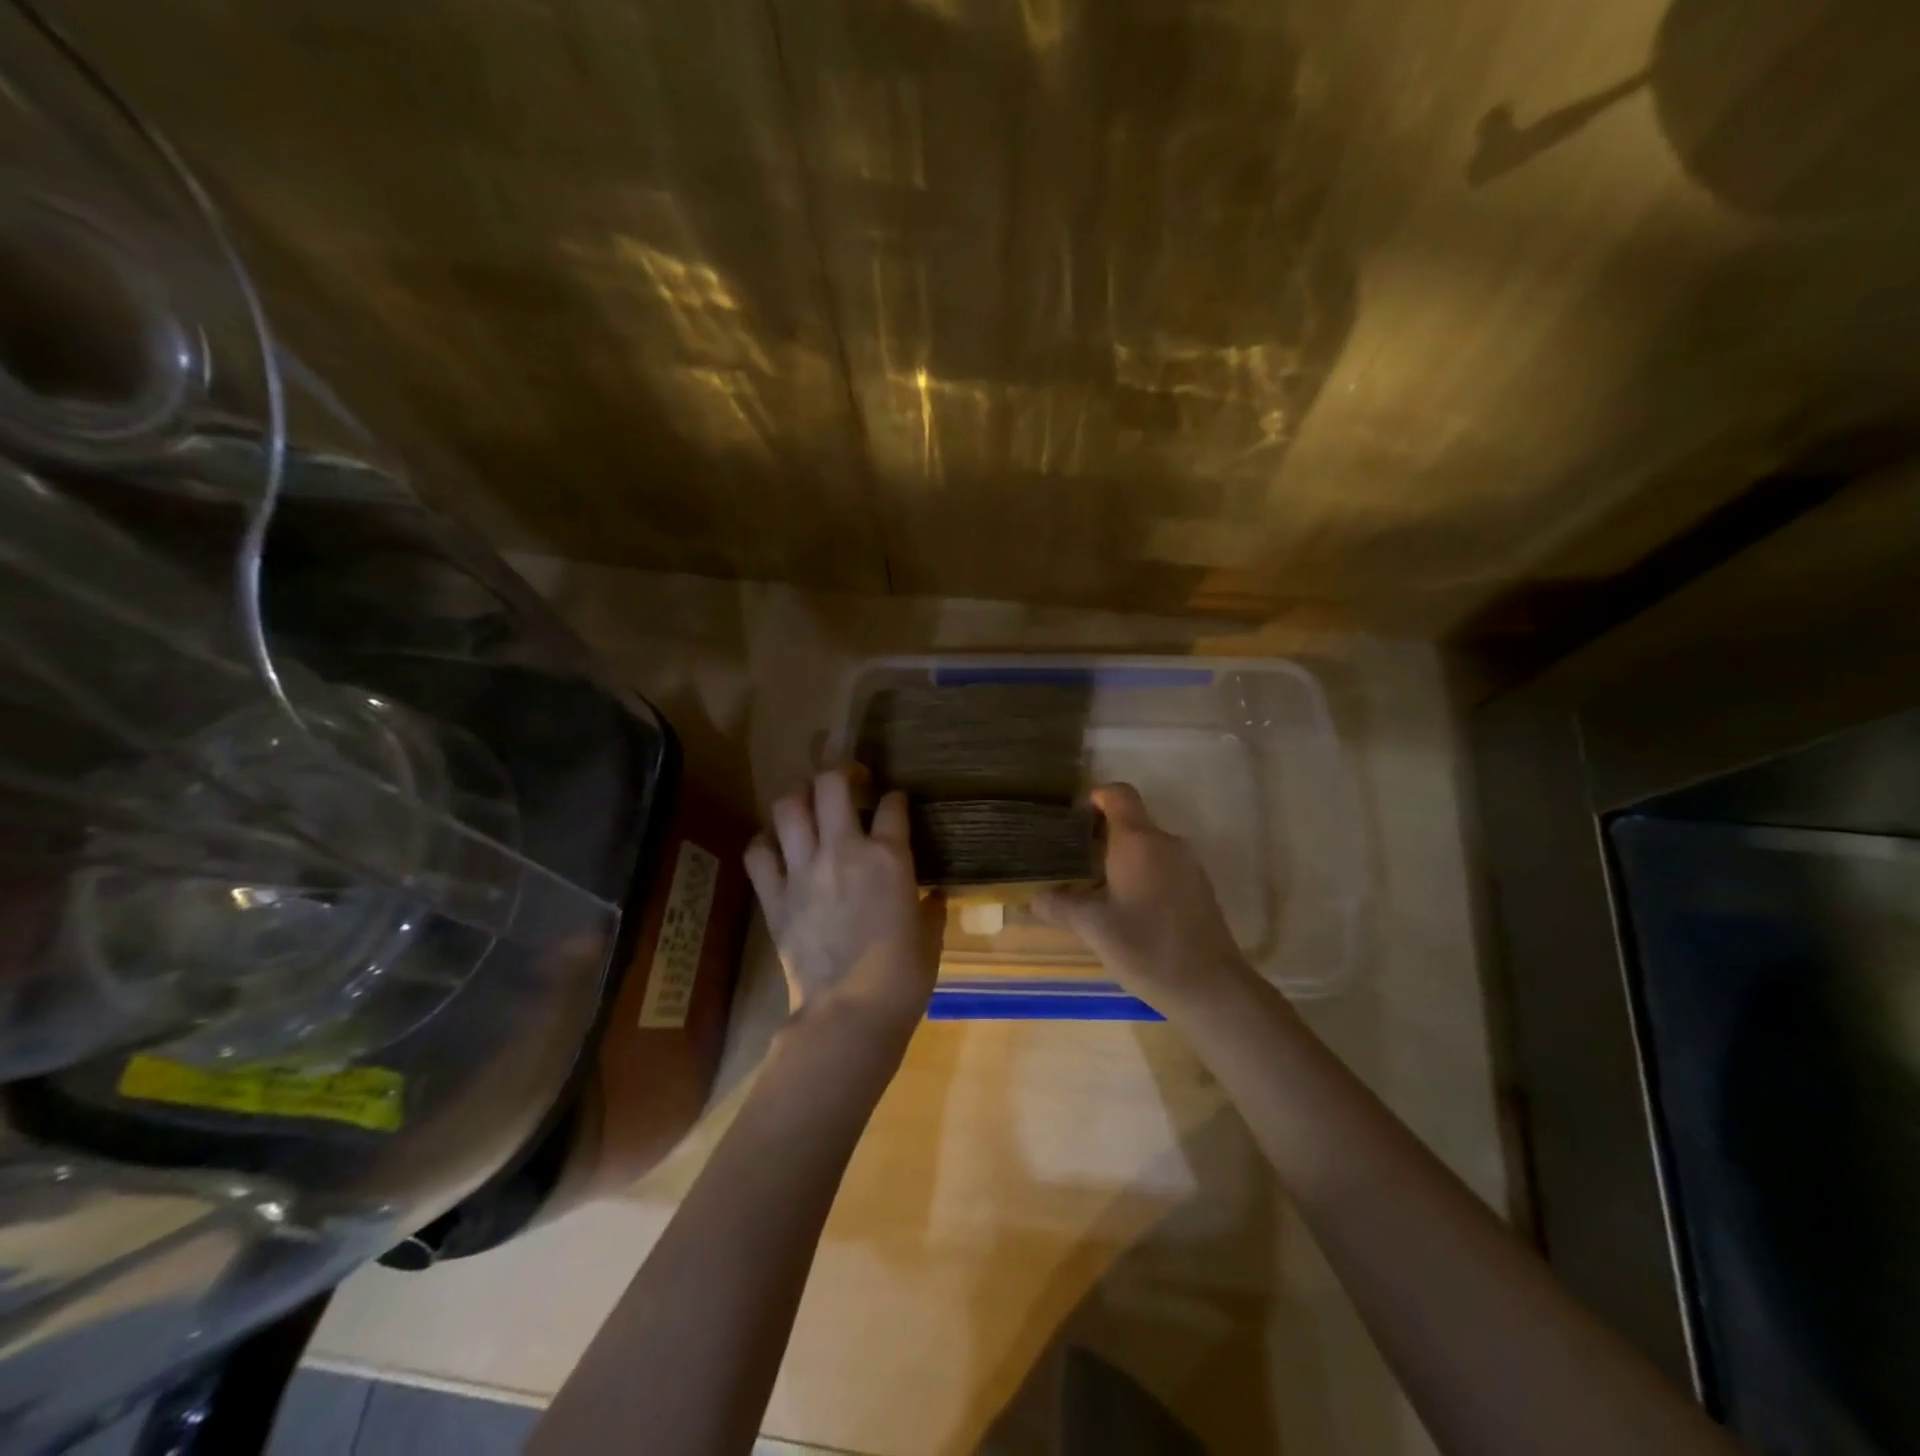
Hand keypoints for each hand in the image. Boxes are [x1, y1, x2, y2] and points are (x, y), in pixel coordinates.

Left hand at [745, 769, 943, 1036]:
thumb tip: (932, 895)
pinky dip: (765, 843)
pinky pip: (758, 853)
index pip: (892, 805)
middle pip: (831, 784)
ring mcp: (803, 871)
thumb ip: (930, 907)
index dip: (895, 797)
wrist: (851, 1014)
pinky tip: (776, 846)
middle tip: (847, 777)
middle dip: (839, 769)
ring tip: (808, 803)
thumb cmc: (903, 977)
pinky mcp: (775, 897)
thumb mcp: (930, 937)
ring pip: (788, 807)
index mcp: (889, 857)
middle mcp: (843, 850)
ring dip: (798, 797)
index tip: (895, 802)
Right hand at [1035, 783, 1255, 1019]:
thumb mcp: (1093, 928)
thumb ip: (1060, 905)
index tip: (1072, 822)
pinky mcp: (1198, 888)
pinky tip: (1125, 910)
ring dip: (1119, 860)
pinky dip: (1139, 876)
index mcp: (1139, 841)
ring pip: (1146, 847)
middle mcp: (1167, 843)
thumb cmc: (1147, 948)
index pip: (1118, 794)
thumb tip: (1035, 897)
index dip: (1094, 799)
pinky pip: (1162, 866)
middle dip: (1099, 837)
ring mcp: (1188, 865)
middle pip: (1130, 822)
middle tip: (1070, 863)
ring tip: (1092, 891)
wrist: (1212, 988)